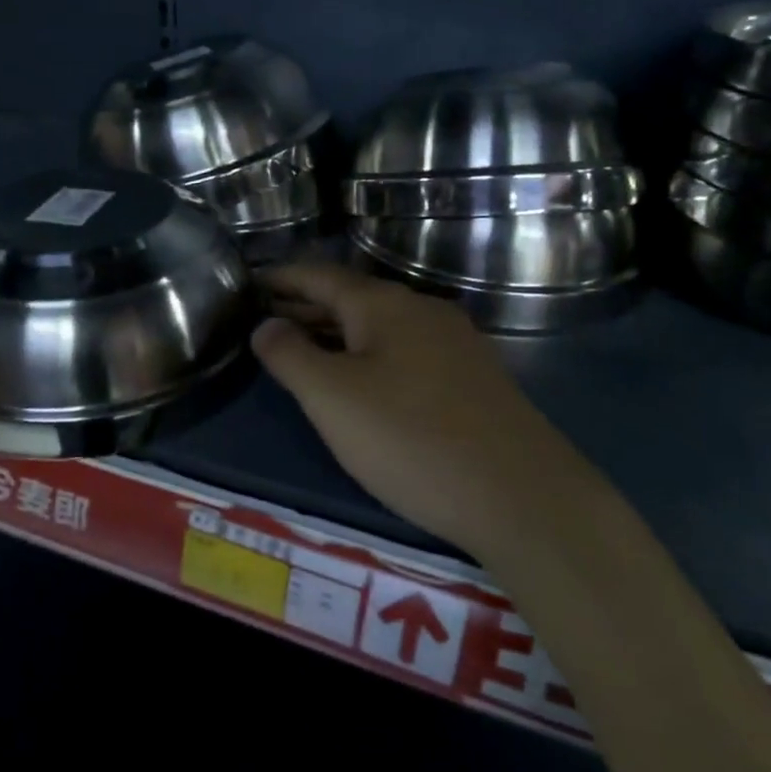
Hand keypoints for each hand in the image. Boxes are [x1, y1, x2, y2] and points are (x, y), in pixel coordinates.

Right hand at [252, 264, 579, 556]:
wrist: (520, 495)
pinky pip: (405, 351)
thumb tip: (265, 325)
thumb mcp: (333, 398)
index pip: (321, 276)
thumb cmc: (410, 439)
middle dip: (306, 306)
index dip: (282, 277)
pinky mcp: (472, 379)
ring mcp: (455, 344)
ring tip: (302, 348)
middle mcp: (423, 311)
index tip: (249, 280)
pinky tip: (361, 381)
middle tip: (264, 317)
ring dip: (338, 333)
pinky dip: (369, 355)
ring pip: (381, 327)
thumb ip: (290, 356)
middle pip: (352, 298)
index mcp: (385, 305)